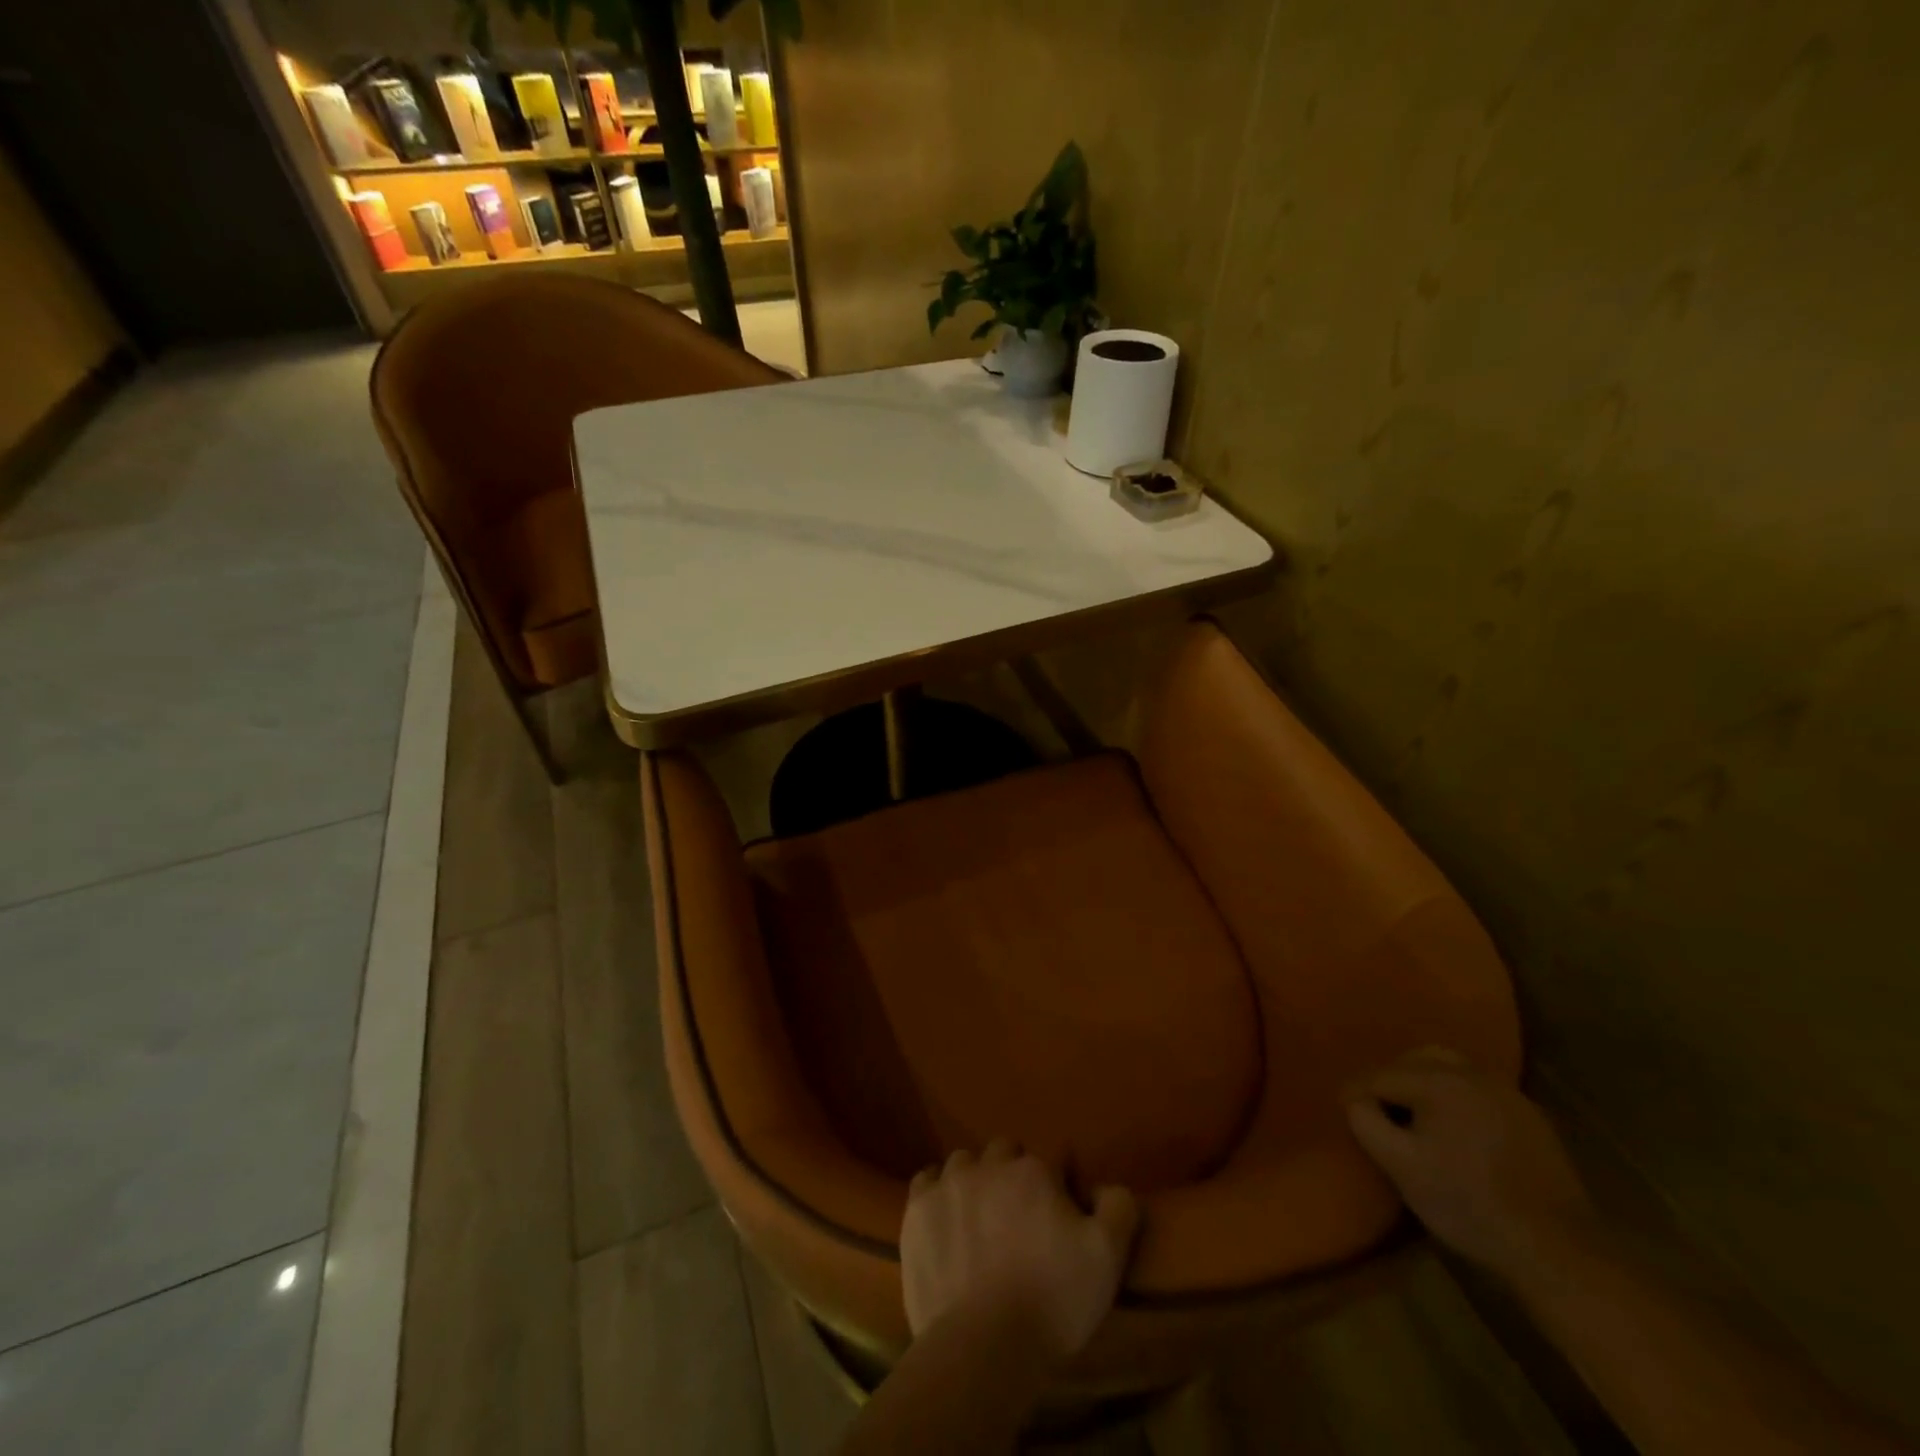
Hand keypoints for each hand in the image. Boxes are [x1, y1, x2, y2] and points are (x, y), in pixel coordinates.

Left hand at [902, 1141, 1138, 1363]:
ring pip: (965, 1162)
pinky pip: (927, 1181)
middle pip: (1005, 1152)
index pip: (1052, 1156)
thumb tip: (1102, 1188)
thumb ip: (1117, 1208)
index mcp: (1035, 1170)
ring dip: (975, 1179)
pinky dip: (937, 1192)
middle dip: (1014, 1174)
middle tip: (1019, 1217)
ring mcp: (949, 1183)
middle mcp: (990, 1164)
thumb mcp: (1107, 1258)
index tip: (1060, 1212)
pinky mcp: (918, 1209)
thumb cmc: (1052, 1301)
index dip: (1059, 1182)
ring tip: (980, 1216)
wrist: (982, 1346)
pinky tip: (944, 1216)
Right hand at [1346, 1048, 1594, 1279]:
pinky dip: (1457, 1100)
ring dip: (1425, 1085)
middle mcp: (1473, 1073)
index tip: (1344, 1113)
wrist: (1558, 1250)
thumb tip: (1354, 1099)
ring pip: (1450, 1070)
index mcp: (1438, 1080)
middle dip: (1391, 1080)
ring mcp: (1507, 1093)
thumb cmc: (1469, 1204)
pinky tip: (1458, 1131)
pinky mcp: (1531, 1118)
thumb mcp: (1401, 1167)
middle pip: (1415, 1060)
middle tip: (1379, 1111)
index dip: (1356, 1094)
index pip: (1380, 1075)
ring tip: (1416, 1118)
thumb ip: (1365, 1122)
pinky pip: (1479, 1091)